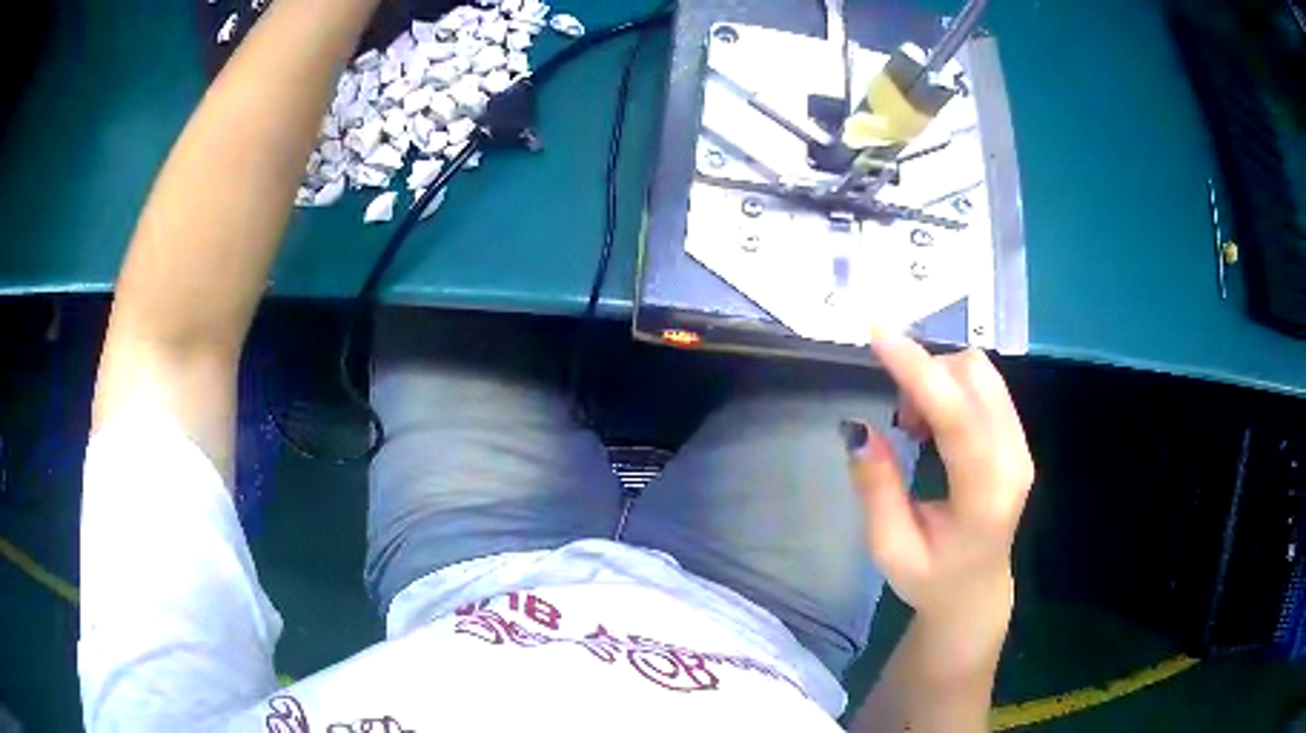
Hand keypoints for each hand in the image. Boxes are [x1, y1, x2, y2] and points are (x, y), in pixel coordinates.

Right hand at [846, 335, 1033, 626]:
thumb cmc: (930, 578)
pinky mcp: (1018, 438)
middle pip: (974, 378)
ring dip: (939, 378)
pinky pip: (987, 385)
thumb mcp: (889, 548)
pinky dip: (952, 386)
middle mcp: (1014, 461)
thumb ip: (877, 489)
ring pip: (982, 372)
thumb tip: (858, 427)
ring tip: (916, 425)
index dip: (919, 371)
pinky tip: (935, 423)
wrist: (976, 591)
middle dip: (925, 375)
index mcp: (984, 497)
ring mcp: (1022, 446)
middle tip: (898, 421)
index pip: (958, 418)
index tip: (878, 335)